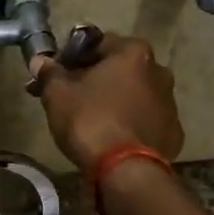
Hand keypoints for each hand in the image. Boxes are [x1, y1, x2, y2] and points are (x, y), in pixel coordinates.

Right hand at [29, 33, 183, 171]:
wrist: (125, 171)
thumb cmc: (90, 120)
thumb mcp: (58, 94)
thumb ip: (49, 73)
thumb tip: (40, 60)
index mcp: (133, 53)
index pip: (98, 43)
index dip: (73, 57)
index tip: (57, 74)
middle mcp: (158, 71)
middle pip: (120, 69)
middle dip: (96, 78)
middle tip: (72, 96)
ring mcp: (170, 104)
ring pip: (135, 95)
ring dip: (116, 101)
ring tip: (91, 120)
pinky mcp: (173, 133)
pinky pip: (145, 121)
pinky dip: (130, 124)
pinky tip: (112, 139)